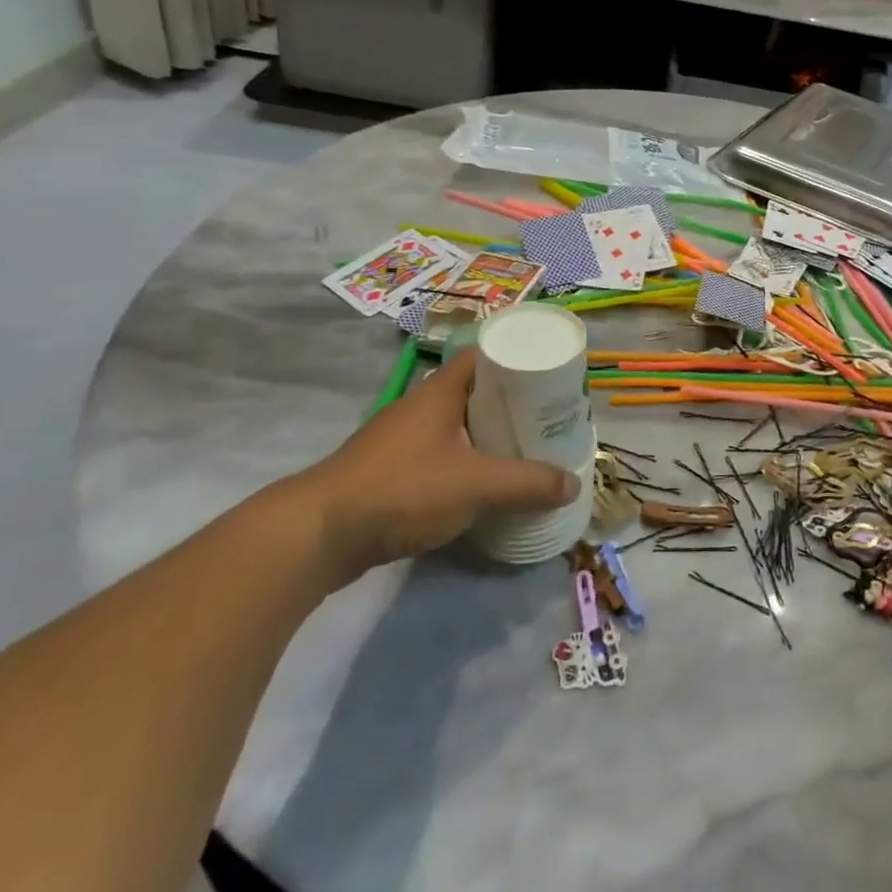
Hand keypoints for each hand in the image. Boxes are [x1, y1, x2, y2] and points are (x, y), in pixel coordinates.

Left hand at [291, 348, 578, 583]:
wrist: (317, 536)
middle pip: (474, 392)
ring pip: (456, 427)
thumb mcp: (477, 485)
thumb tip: (573, 485)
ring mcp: (400, 441)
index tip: (547, 373)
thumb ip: (528, 484)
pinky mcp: (389, 473)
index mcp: (440, 392)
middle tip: (546, 417)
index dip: (515, 357)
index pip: (483, 355)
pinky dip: (465, 464)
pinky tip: (483, 485)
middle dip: (510, 403)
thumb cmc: (403, 489)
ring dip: (487, 436)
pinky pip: (439, 456)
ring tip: (524, 450)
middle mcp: (420, 408)